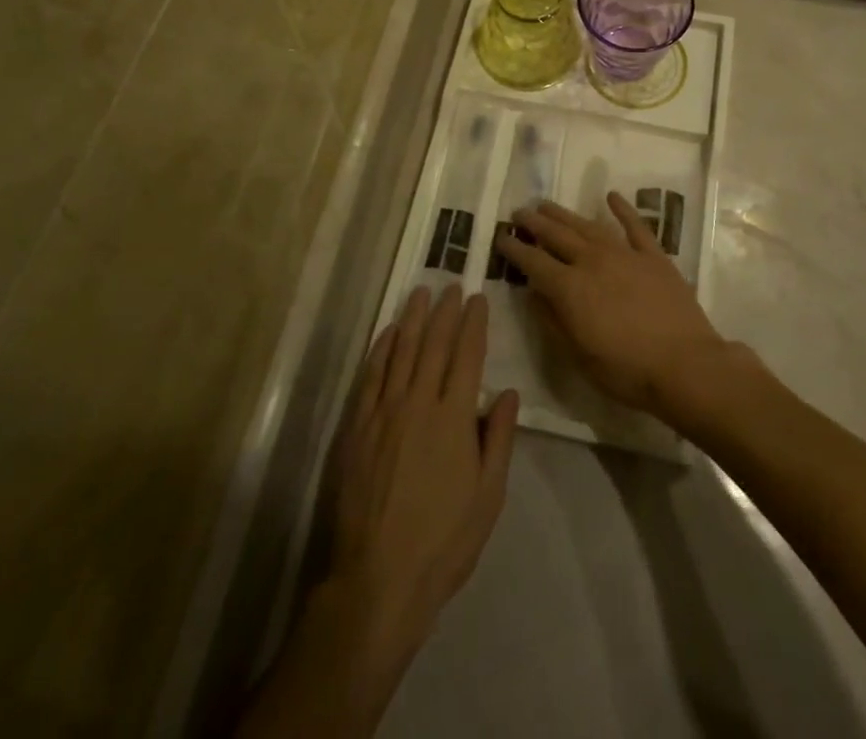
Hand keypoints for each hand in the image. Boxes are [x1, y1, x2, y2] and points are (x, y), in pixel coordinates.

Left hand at [331, 286, 518, 643]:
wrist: (379, 578)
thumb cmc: (444, 541)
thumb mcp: (488, 496)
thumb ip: (498, 440)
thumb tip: (508, 393)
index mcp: (454, 419)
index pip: (467, 356)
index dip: (473, 324)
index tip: (477, 299)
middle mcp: (419, 404)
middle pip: (433, 345)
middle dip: (445, 312)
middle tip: (451, 286)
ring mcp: (384, 413)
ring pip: (400, 352)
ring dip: (412, 319)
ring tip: (420, 292)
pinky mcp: (358, 428)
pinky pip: (371, 377)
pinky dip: (380, 350)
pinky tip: (387, 333)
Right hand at [495, 195, 730, 419]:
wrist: (685, 365)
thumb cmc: (626, 371)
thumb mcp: (578, 356)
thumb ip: (552, 320)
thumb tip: (533, 293)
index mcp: (570, 288)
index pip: (534, 262)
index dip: (515, 249)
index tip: (501, 237)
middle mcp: (593, 262)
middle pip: (557, 236)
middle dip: (535, 223)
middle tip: (519, 212)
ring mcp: (625, 254)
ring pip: (588, 226)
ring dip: (565, 214)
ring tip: (547, 204)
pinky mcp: (653, 256)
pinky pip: (635, 226)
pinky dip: (622, 208)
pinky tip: (611, 196)